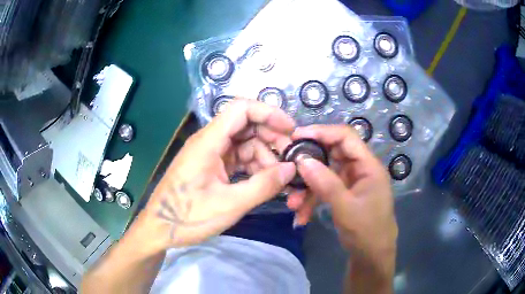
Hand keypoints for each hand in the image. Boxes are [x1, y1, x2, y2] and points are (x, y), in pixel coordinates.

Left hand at [134, 99, 296, 253]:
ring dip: (263, 156)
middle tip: (289, 158)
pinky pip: (237, 158)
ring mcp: (209, 154)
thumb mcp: (229, 205)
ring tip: (277, 178)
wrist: (159, 229)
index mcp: (208, 142)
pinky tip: (263, 181)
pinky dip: (252, 166)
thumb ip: (263, 185)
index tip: (290, 130)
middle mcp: (209, 141)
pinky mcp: (211, 166)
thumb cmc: (188, 217)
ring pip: (244, 143)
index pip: (241, 109)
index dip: (268, 113)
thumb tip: (291, 169)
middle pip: (245, 124)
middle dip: (270, 137)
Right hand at [290, 125, 396, 276]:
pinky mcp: (344, 194)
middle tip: (288, 166)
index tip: (296, 136)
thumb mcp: (345, 208)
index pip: (345, 137)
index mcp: (368, 166)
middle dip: (309, 163)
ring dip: (307, 187)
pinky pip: (325, 189)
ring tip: (293, 204)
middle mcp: (360, 169)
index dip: (322, 132)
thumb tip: (301, 160)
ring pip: (325, 174)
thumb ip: (325, 183)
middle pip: (332, 154)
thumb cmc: (366, 231)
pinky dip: (312, 199)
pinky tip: (302, 215)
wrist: (371, 256)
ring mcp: (351, 182)